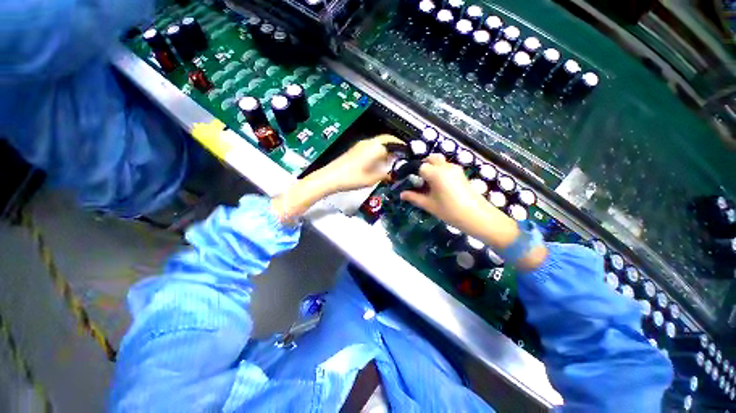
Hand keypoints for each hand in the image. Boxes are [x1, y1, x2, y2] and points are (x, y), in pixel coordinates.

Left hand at [314, 134, 403, 193]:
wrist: (330, 178)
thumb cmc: (352, 178)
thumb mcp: (372, 179)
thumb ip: (386, 174)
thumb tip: (394, 173)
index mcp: (375, 147)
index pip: (393, 141)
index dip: (402, 146)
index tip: (408, 153)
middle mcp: (368, 142)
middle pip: (386, 139)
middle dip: (395, 146)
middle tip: (401, 156)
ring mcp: (360, 145)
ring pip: (378, 143)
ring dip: (386, 149)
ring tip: (392, 160)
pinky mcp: (355, 149)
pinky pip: (371, 147)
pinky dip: (378, 151)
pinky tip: (379, 162)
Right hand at [399, 154, 489, 228]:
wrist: (477, 216)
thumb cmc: (450, 211)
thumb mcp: (429, 205)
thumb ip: (414, 198)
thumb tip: (401, 194)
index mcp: (436, 173)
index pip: (420, 167)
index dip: (413, 173)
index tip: (409, 182)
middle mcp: (446, 167)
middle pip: (431, 158)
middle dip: (423, 166)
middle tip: (418, 180)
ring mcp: (455, 169)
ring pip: (440, 162)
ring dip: (432, 168)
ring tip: (428, 184)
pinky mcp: (461, 174)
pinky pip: (447, 167)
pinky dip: (440, 171)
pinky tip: (439, 186)